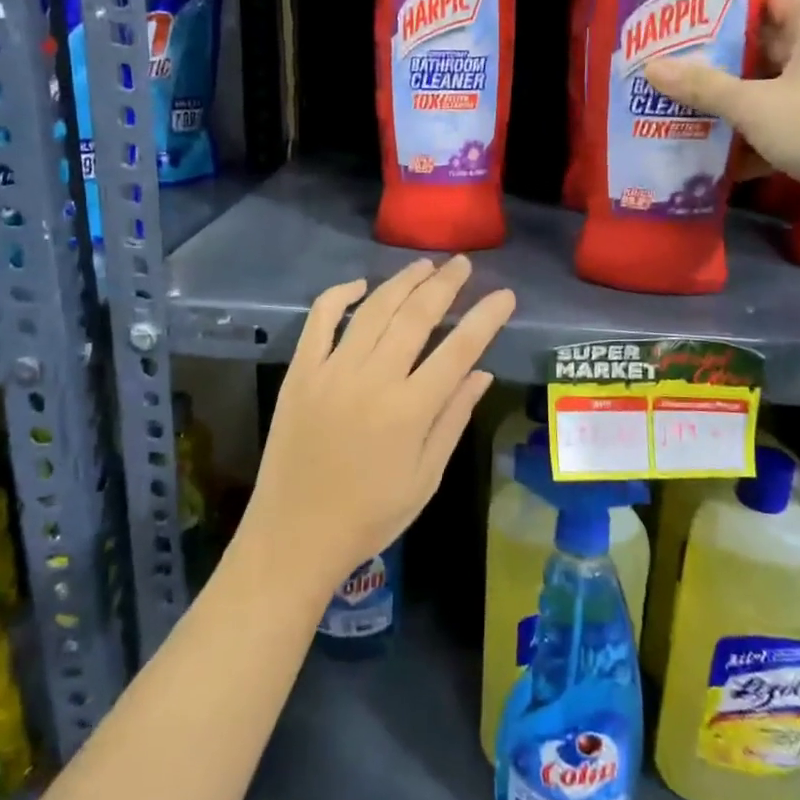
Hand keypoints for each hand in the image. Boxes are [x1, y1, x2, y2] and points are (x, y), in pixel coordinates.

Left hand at [244, 256, 515, 597]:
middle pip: (416, 316)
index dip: (486, 317)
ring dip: (402, 282)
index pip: (460, 349)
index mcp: (410, 410)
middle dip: (445, 284)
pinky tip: (360, 285)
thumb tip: (482, 373)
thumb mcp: (426, 477)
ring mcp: (332, 371)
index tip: (505, 294)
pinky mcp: (300, 372)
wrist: (295, 535)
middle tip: (462, 263)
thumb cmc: (370, 516)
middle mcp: (373, 379)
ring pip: (373, 310)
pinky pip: (319, 320)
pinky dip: (339, 295)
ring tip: (424, 265)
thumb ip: (453, 419)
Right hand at [645, 0, 799, 233]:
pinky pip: (774, 123)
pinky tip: (709, 151)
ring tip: (676, 103)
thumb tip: (650, 66)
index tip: (683, 13)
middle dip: (715, 56)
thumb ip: (701, 85)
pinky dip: (746, 135)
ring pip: (765, 87)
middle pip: (761, 44)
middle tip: (668, 61)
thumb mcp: (753, 103)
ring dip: (726, 99)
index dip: (727, 1)